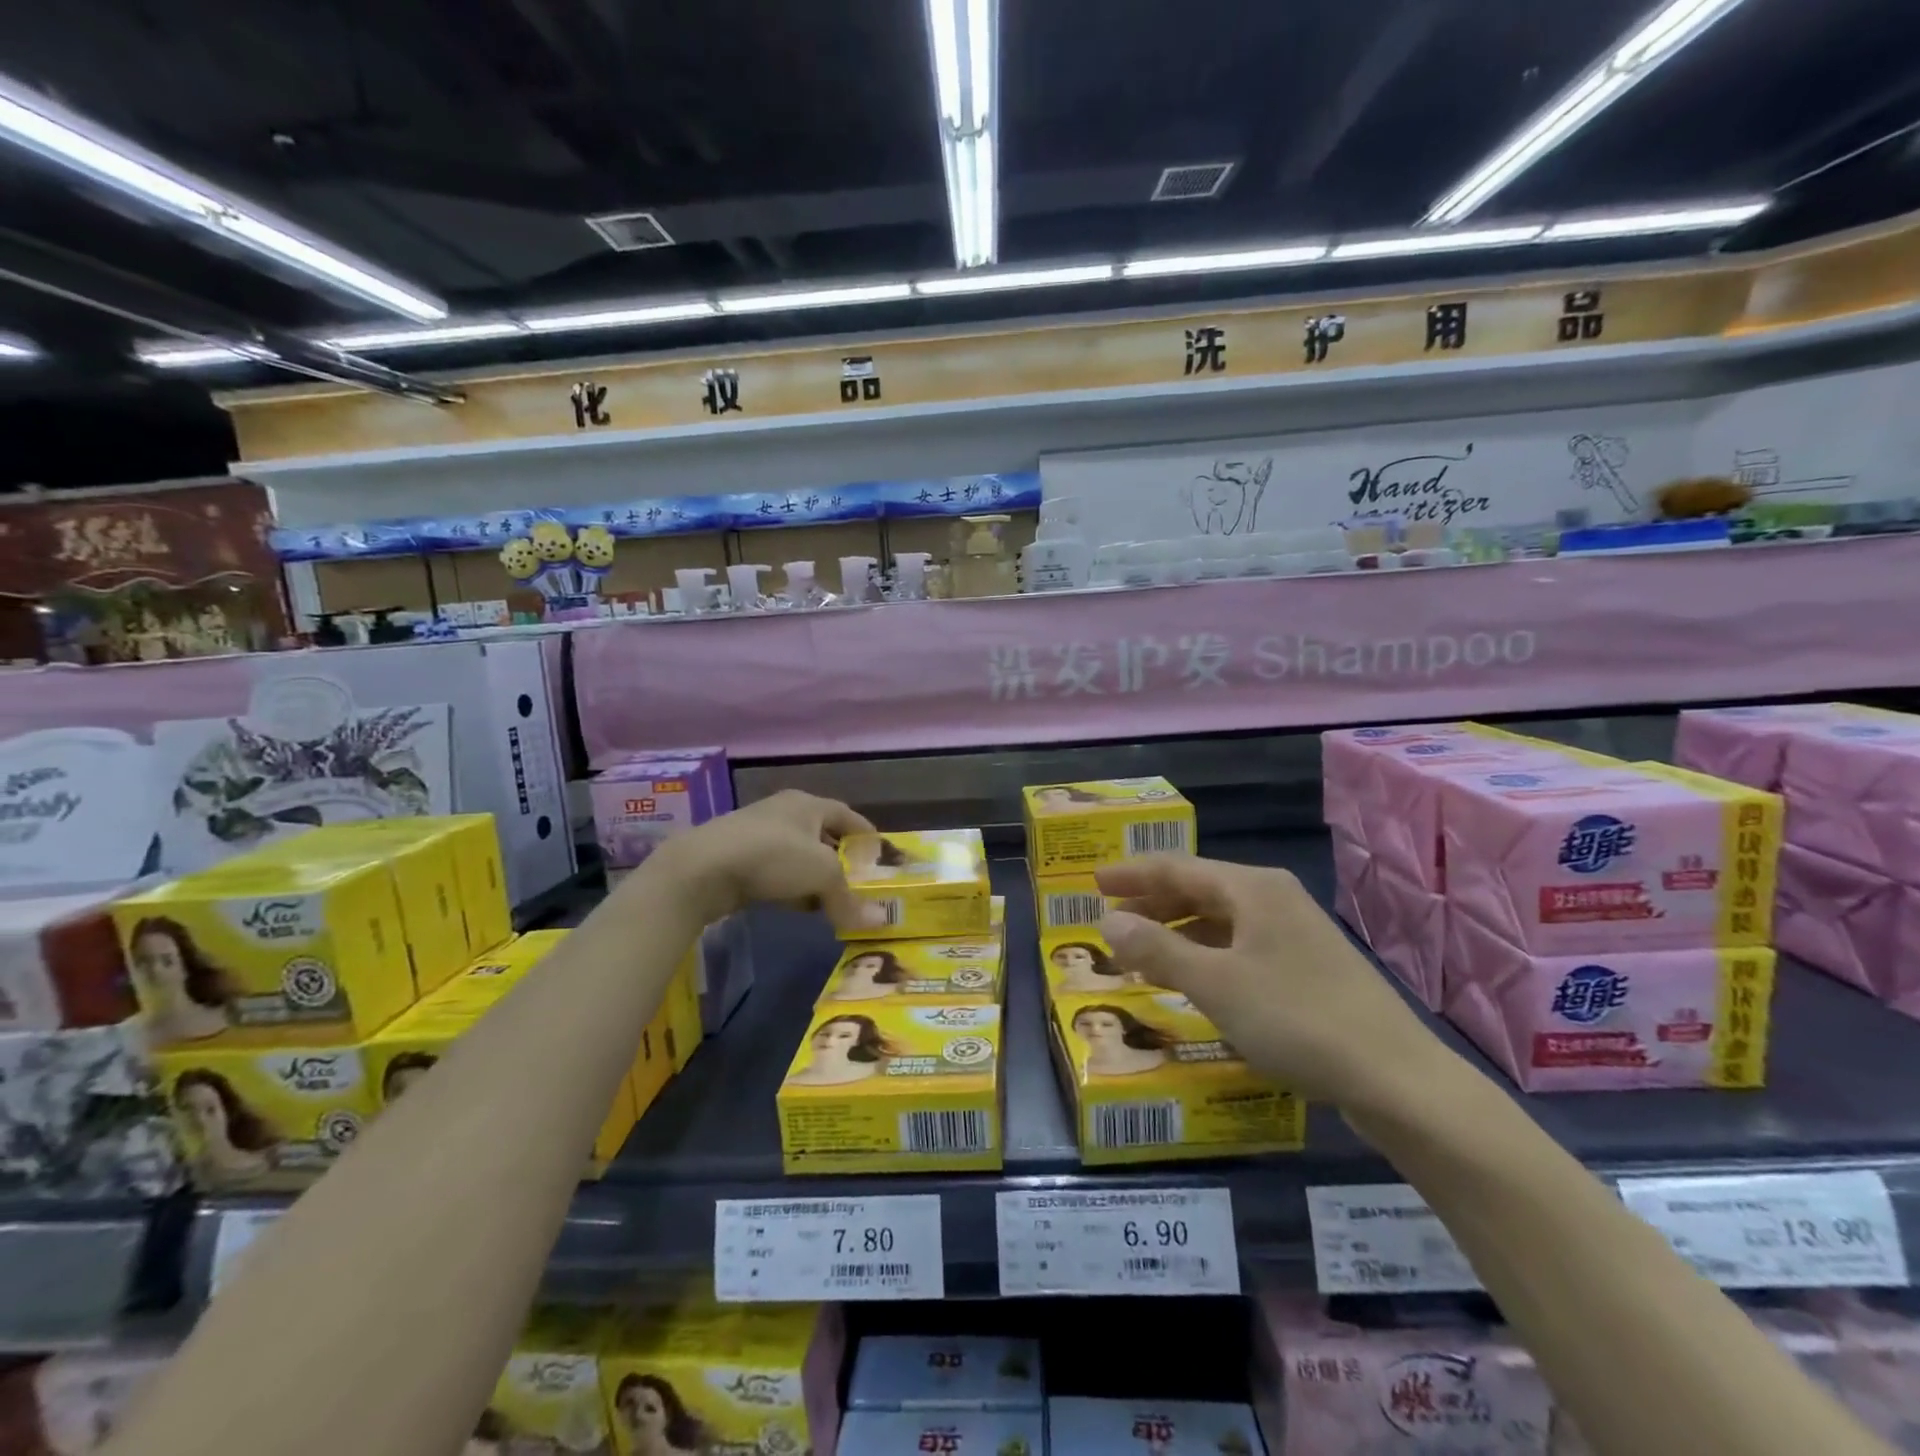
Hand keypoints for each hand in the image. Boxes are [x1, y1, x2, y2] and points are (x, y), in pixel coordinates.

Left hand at [644, 790, 886, 929]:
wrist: (700, 869)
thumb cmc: (772, 857)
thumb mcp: (821, 875)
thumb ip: (849, 898)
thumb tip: (878, 921)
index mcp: (807, 805)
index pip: (847, 814)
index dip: (866, 833)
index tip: (880, 854)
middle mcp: (784, 813)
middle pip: (822, 834)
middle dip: (841, 859)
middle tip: (858, 882)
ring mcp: (757, 835)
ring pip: (797, 856)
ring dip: (815, 877)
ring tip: (831, 900)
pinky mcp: (737, 858)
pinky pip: (776, 872)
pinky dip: (791, 887)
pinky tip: (797, 907)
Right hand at [1094, 855, 1439, 1104]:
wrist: (1396, 1078)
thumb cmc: (1296, 1019)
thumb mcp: (1214, 983)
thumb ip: (1157, 948)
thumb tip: (1108, 921)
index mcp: (1252, 888)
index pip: (1177, 868)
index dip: (1132, 874)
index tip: (1093, 884)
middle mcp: (1273, 899)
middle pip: (1199, 890)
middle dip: (1152, 905)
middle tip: (1110, 924)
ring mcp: (1295, 933)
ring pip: (1220, 921)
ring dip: (1177, 933)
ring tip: (1142, 953)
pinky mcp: (1307, 967)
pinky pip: (1240, 947)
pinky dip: (1206, 955)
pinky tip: (1193, 979)